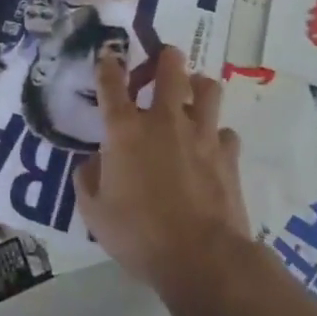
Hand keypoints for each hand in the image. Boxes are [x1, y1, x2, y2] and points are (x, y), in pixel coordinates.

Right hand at [73, 47, 249, 295]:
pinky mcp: (228, 154)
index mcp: (125, 130)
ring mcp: (200, 134)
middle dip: (166, 57)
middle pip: (169, 68)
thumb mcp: (95, 214)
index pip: (111, 83)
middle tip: (163, 60)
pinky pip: (226, 131)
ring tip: (193, 95)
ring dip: (198, 86)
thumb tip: (94, 162)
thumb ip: (88, 180)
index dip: (108, 65)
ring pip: (207, 88)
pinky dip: (217, 135)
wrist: (201, 258)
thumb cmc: (139, 235)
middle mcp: (164, 120)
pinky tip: (212, 147)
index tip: (108, 57)